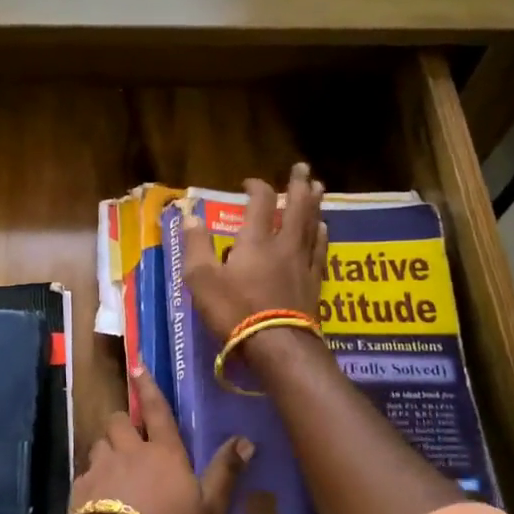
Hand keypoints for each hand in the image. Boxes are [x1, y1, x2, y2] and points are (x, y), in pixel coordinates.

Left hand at [68, 369, 250, 513]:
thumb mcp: (209, 510)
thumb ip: (225, 474)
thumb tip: (246, 441)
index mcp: (164, 452)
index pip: (157, 410)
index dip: (148, 386)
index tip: (136, 365)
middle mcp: (130, 451)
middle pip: (120, 421)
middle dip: (123, 423)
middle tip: (130, 436)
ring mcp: (101, 467)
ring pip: (100, 443)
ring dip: (107, 449)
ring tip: (114, 467)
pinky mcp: (80, 488)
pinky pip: (86, 473)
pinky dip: (93, 479)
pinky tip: (98, 498)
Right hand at [181, 163, 327, 341]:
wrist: (276, 345)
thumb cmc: (234, 311)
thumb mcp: (201, 279)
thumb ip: (196, 245)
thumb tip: (190, 216)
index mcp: (255, 241)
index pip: (259, 203)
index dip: (256, 187)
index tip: (249, 182)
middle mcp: (283, 245)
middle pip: (296, 208)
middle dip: (298, 186)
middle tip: (303, 168)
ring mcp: (302, 264)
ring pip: (312, 226)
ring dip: (314, 205)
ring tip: (318, 190)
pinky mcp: (314, 284)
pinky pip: (320, 252)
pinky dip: (321, 237)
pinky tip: (323, 230)